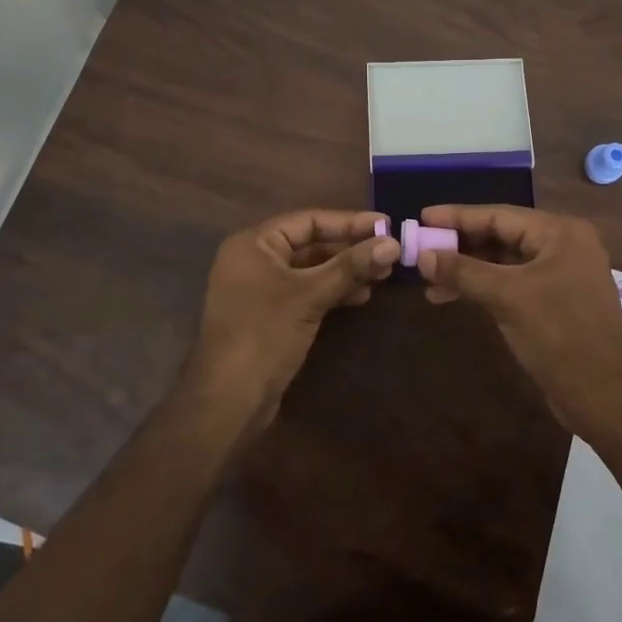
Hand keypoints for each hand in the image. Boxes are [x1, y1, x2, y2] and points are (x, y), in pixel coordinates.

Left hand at [179, 209, 398, 432]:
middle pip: (310, 243)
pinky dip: (331, 290)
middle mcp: (254, 259)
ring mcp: (261, 288)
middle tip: (390, 253)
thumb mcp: (310, 295)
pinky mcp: (270, 314)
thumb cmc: (264, 335)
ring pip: (311, 269)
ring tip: (382, 275)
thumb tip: (393, 243)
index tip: (386, 225)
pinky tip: (360, 296)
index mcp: (254, 243)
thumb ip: (351, 267)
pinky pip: (305, 291)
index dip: (350, 222)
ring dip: (345, 271)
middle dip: (350, 249)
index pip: (309, 220)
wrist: (229, 401)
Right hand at [417, 204, 621, 441]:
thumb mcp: (507, 298)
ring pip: (503, 262)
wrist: (605, 397)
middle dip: (460, 245)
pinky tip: (450, 296)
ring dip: (466, 270)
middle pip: (501, 235)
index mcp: (560, 233)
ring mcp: (560, 274)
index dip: (457, 216)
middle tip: (420, 248)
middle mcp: (562, 246)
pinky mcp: (554, 301)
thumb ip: (463, 271)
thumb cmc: (559, 336)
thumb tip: (422, 255)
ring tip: (428, 279)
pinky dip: (482, 288)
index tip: (421, 216)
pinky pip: (511, 283)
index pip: (499, 215)